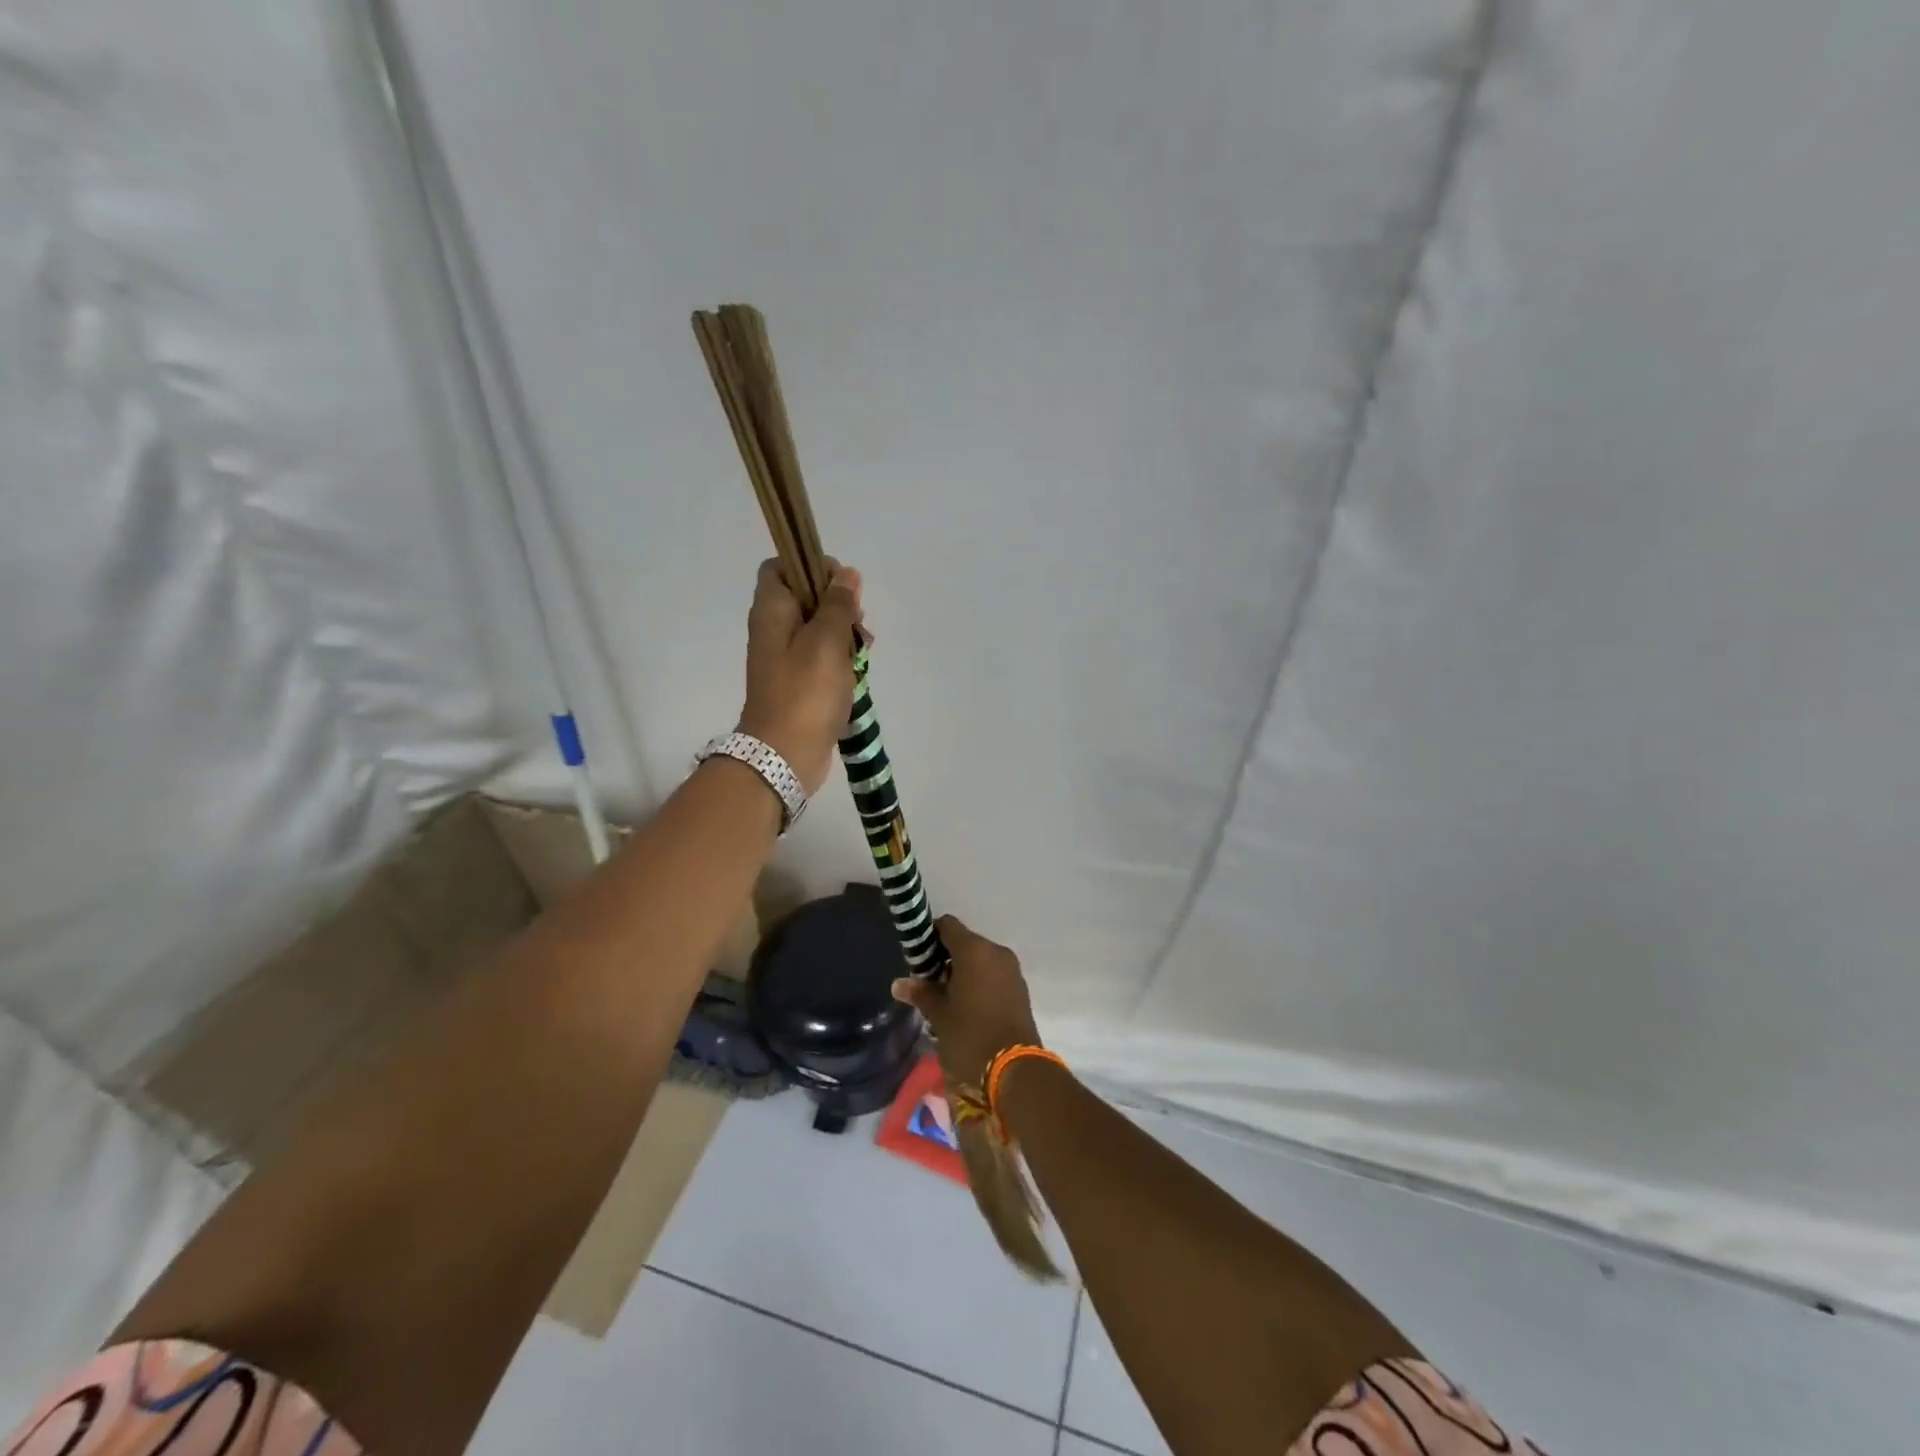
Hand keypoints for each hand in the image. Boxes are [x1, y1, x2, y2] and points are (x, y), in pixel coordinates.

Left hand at [739, 558, 864, 795]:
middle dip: (837, 604)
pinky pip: (822, 658)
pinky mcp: (799, 683)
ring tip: (863, 651)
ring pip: (818, 628)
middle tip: (857, 623)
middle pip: (806, 597)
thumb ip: (838, 605)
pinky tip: (858, 672)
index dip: (810, 566)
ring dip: (844, 634)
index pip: (781, 567)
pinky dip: (840, 660)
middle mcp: (774, 629)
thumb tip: (847, 575)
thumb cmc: (805, 693)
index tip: (840, 585)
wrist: (784, 755)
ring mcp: (786, 658)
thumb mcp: (826, 642)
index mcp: (772, 611)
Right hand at [891, 916, 1041, 1088]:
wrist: (1015, 1069)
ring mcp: (1011, 969)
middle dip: (944, 958)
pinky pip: (994, 974)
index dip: (928, 937)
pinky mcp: (1020, 988)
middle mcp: (995, 951)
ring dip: (962, 971)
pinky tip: (967, 1006)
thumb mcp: (939, 1015)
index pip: (947, 925)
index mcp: (974, 950)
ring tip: (946, 999)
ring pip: (980, 959)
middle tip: (927, 983)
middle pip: (964, 942)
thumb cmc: (970, 1036)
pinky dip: (979, 981)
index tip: (916, 959)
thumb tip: (899, 983)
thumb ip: (921, 993)